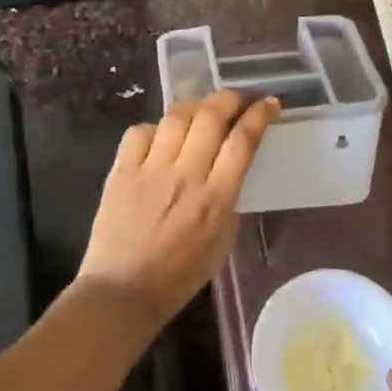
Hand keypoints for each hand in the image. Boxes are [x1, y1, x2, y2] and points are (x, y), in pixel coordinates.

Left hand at [76, 91, 279, 328]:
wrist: (123, 292)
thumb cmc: (179, 276)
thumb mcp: (222, 241)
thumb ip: (228, 199)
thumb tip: (229, 166)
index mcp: (216, 199)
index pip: (242, 141)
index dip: (259, 115)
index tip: (269, 104)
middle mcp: (185, 176)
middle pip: (211, 116)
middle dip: (230, 98)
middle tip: (238, 99)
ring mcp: (150, 170)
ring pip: (176, 117)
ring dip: (194, 107)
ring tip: (201, 112)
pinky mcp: (121, 170)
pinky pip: (139, 131)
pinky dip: (154, 128)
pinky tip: (160, 137)